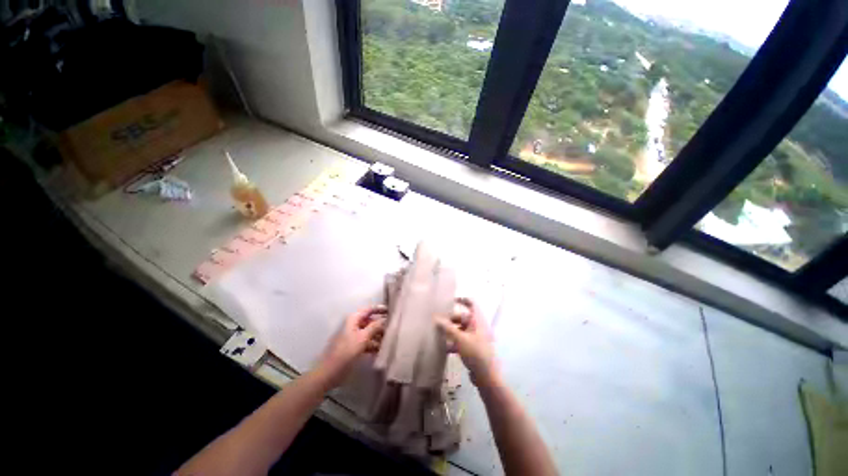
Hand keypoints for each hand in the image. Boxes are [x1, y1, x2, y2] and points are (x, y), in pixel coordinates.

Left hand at [315, 305, 387, 387]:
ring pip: (369, 332)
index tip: (391, 311)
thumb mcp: (362, 338)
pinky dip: (373, 344)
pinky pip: (366, 342)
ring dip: (378, 336)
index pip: (369, 309)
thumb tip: (385, 319)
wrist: (329, 373)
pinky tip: (382, 350)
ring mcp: (353, 336)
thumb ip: (374, 327)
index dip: (380, 309)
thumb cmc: (346, 352)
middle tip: (393, 328)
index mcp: (353, 319)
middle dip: (381, 325)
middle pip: (370, 321)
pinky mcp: (353, 347)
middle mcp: (354, 325)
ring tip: (390, 340)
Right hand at [436, 298, 499, 387]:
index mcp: (477, 320)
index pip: (471, 304)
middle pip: (463, 317)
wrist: (487, 377)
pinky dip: (453, 341)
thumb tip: (435, 317)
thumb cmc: (475, 353)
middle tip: (437, 321)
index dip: (462, 300)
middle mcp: (477, 326)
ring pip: (461, 329)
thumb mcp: (460, 339)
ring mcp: (476, 337)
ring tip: (438, 334)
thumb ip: (447, 328)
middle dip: (450, 319)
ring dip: (450, 331)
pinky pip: (461, 339)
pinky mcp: (473, 347)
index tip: (449, 300)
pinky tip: (444, 347)